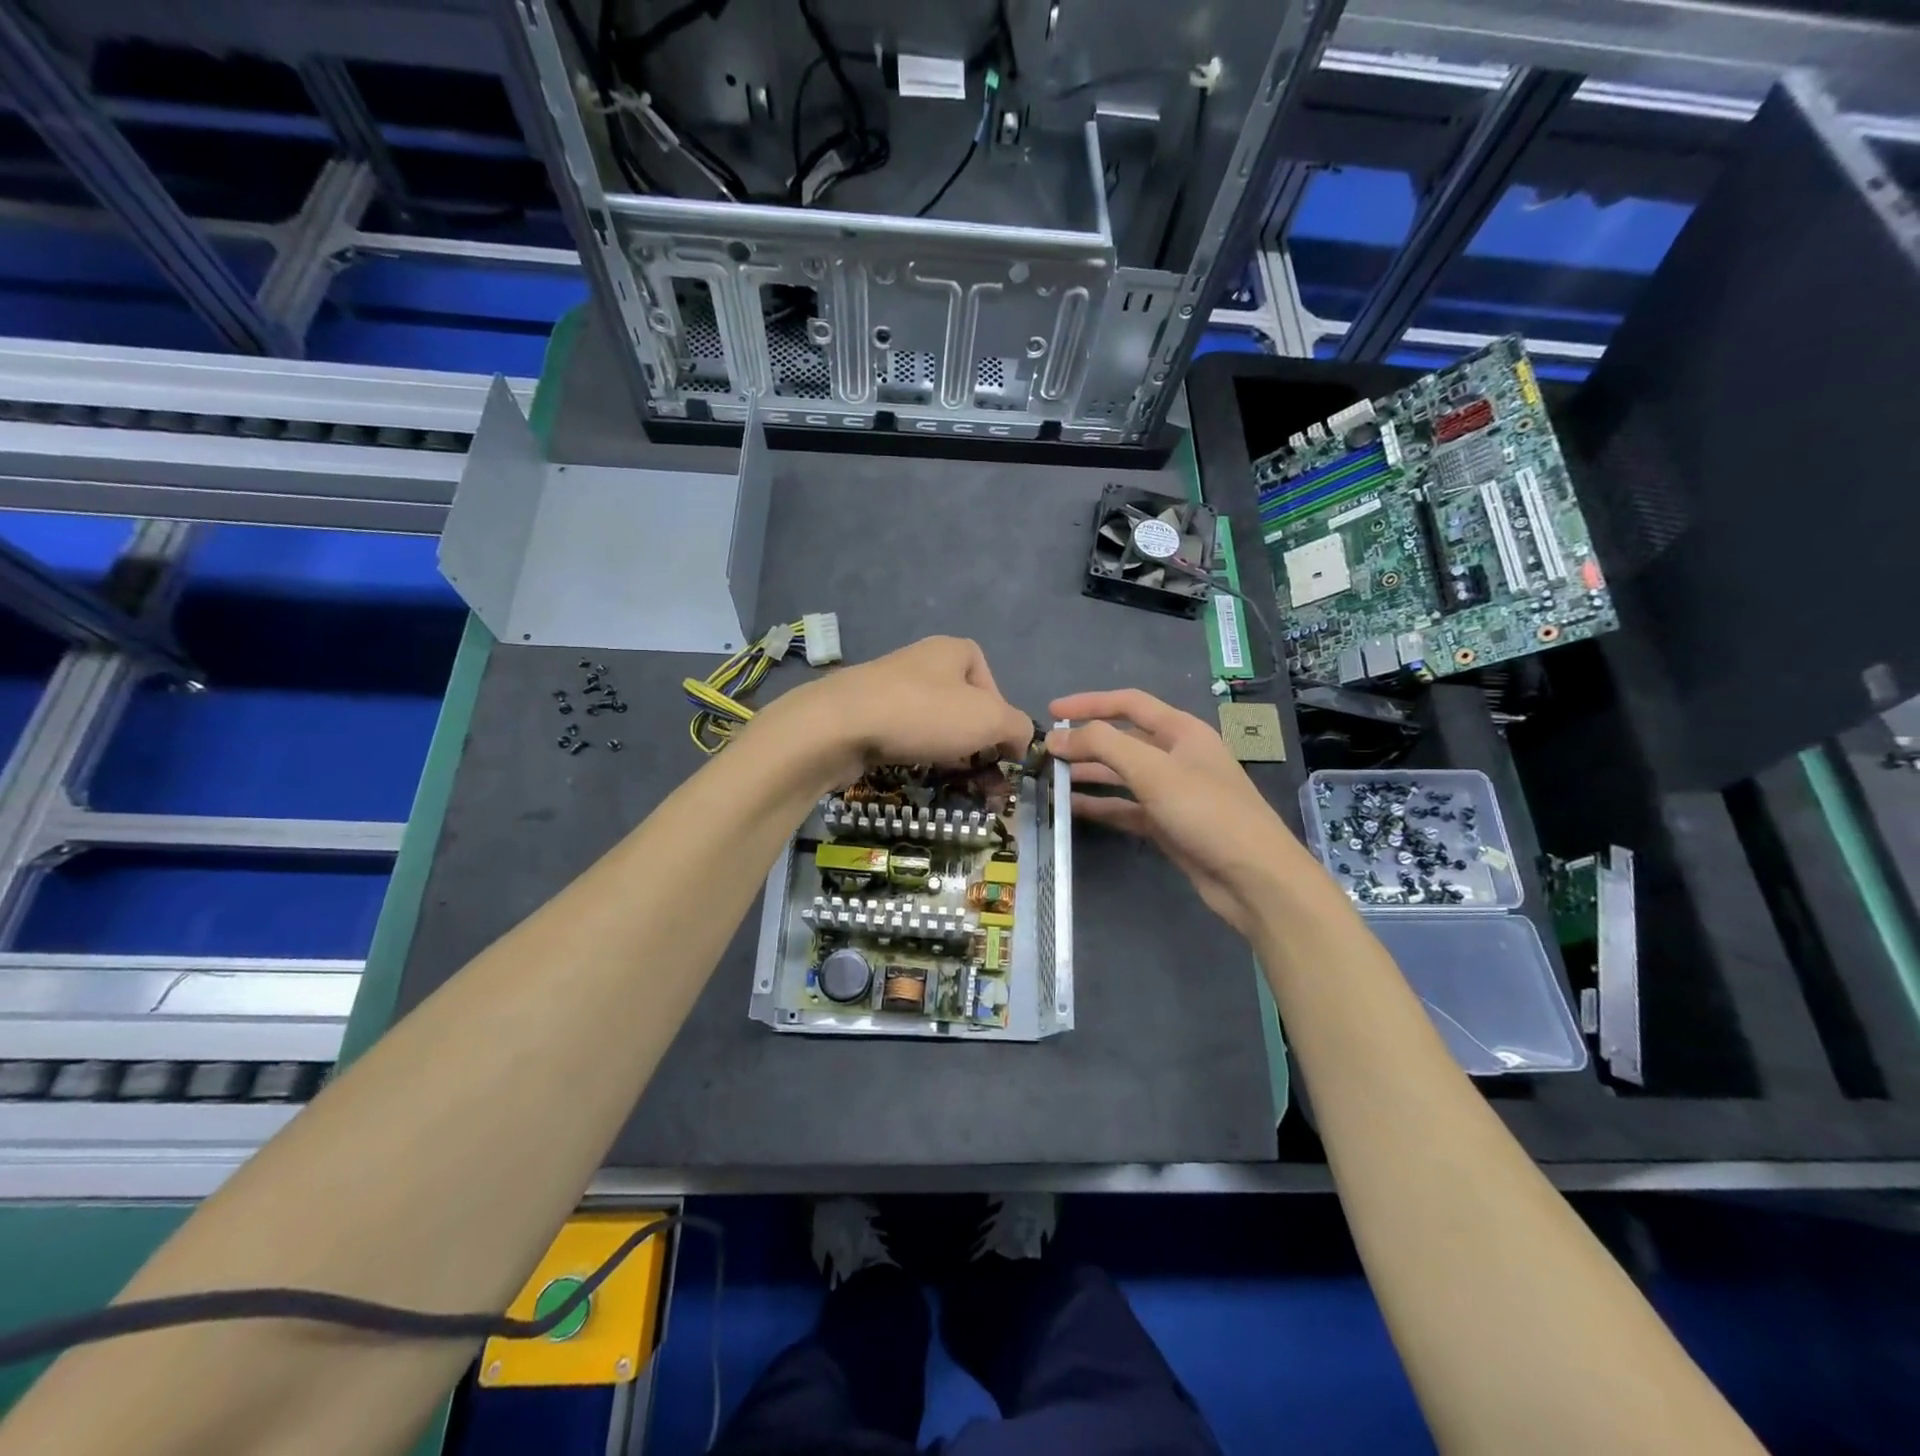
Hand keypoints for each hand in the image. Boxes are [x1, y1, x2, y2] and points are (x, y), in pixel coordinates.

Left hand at [759, 637, 1034, 785]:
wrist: (839, 726)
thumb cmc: (923, 714)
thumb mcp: (989, 719)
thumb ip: (1017, 728)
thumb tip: (1020, 741)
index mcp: (953, 650)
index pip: (991, 682)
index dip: (1001, 716)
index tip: (998, 746)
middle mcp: (922, 661)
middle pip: (963, 705)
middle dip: (974, 741)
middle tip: (978, 772)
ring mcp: (889, 686)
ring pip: (932, 723)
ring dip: (946, 752)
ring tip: (949, 777)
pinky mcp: (865, 712)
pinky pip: (903, 734)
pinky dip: (914, 753)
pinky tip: (912, 769)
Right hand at [1048, 689, 1326, 935]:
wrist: (1253, 878)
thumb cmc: (1207, 812)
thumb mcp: (1153, 771)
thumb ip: (1103, 746)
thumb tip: (1057, 736)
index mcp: (1182, 731)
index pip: (1129, 704)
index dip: (1089, 703)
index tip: (1052, 711)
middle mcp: (1177, 756)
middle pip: (1123, 739)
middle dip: (1085, 742)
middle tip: (1045, 751)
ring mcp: (1172, 792)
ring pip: (1121, 774)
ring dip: (1088, 773)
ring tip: (1050, 778)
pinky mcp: (1167, 824)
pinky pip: (1126, 807)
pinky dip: (1100, 805)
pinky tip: (1071, 807)